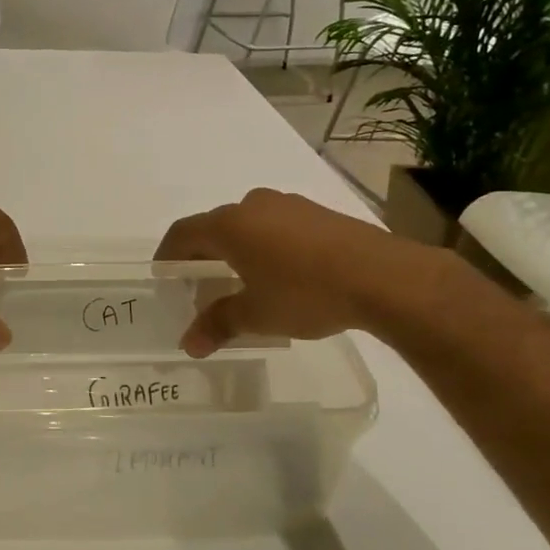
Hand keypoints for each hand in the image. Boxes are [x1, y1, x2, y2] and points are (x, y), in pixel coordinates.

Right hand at [154, 187, 432, 355]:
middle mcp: (253, 205)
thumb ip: (218, 324)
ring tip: (241, 281)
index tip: (163, 275)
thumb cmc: (307, 293)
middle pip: (214, 226)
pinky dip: (266, 246)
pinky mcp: (318, 213)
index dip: (167, 255)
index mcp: (230, 225)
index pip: (182, 233)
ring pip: (248, 224)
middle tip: (201, 285)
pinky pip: (277, 226)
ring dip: (236, 249)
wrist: (385, 277)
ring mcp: (289, 205)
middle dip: (203, 254)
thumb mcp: (257, 315)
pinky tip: (281, 274)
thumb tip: (189, 345)